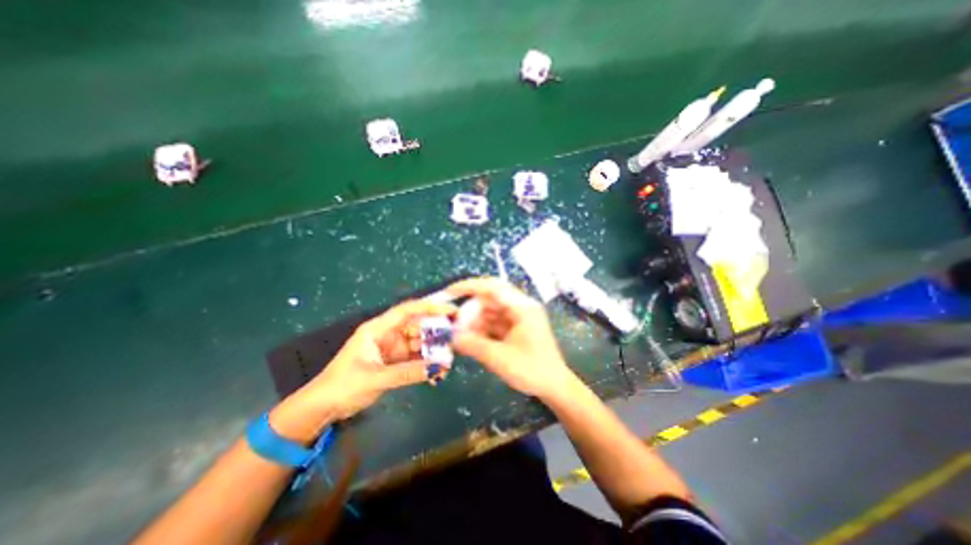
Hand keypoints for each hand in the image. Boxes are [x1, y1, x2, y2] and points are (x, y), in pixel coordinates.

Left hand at [286, 299, 458, 427]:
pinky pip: (415, 358)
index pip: (407, 310)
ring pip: (418, 343)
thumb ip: (407, 372)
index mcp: (378, 329)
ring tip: (448, 362)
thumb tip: (439, 367)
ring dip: (432, 351)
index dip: (429, 307)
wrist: (321, 409)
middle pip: (417, 327)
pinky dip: (426, 363)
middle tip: (454, 341)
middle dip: (435, 333)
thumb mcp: (375, 378)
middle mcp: (387, 334)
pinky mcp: (393, 362)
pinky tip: (437, 372)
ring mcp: (391, 349)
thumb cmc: (342, 387)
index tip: (450, 310)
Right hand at [445, 278, 575, 398]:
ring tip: (459, 335)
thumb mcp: (500, 358)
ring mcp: (519, 317)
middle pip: (490, 299)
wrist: (555, 386)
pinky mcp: (516, 327)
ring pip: (490, 311)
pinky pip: (494, 322)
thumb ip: (474, 345)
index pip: (492, 287)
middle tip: (455, 326)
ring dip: (474, 321)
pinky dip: (481, 329)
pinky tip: (470, 339)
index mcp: (522, 308)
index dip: (469, 287)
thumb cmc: (532, 370)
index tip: (449, 292)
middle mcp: (521, 307)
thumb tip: (451, 337)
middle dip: (470, 311)